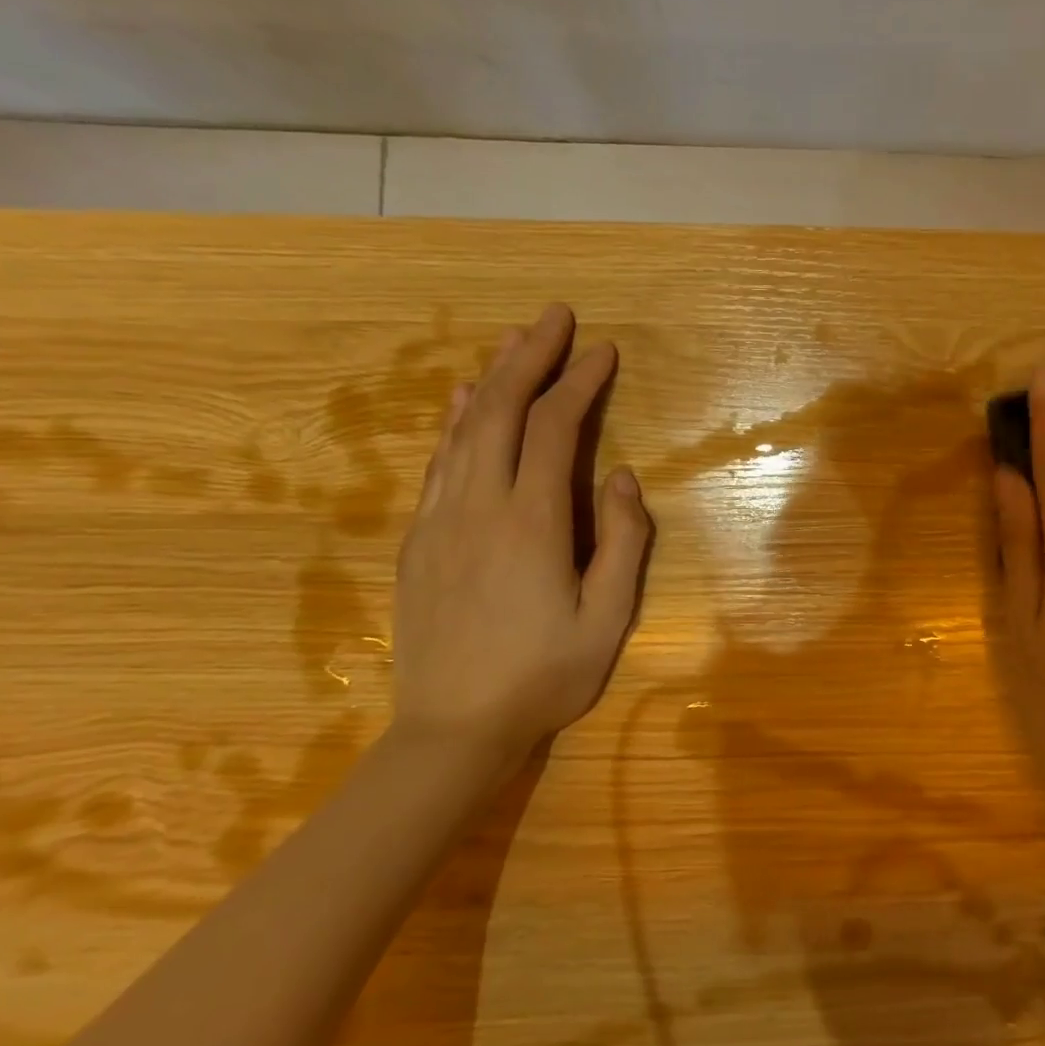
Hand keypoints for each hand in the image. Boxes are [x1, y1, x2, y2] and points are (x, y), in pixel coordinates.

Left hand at [391, 304, 650, 781]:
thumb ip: (623, 543)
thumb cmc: (544, 676)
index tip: (603, 351)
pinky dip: (457, 422)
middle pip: (503, 411)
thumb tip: (623, 477)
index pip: (556, 429)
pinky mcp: (421, 539)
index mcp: (532, 523)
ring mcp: (442, 520)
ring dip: (493, 378)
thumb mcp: (608, 619)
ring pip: (465, 429)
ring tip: (513, 340)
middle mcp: (480, 505)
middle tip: (554, 315)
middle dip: (531, 357)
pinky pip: (440, 462)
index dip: (580, 383)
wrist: (452, 729)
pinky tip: (467, 401)